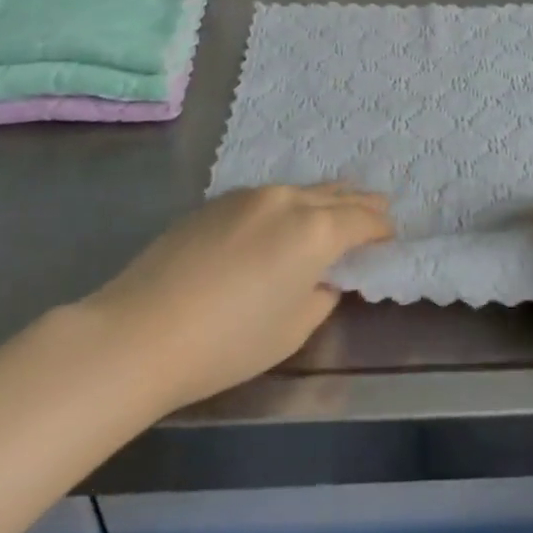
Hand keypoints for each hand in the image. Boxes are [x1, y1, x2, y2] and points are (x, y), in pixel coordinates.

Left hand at [80, 184, 392, 416]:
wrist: (140, 331)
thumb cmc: (227, 341)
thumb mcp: (291, 330)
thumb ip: (321, 296)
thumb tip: (324, 278)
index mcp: (315, 230)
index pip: (362, 219)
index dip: (381, 227)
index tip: (391, 235)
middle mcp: (287, 200)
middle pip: (335, 194)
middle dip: (360, 201)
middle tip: (380, 204)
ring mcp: (250, 195)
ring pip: (300, 190)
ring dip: (324, 197)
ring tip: (338, 202)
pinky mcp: (217, 201)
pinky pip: (268, 197)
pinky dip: (288, 204)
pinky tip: (283, 218)